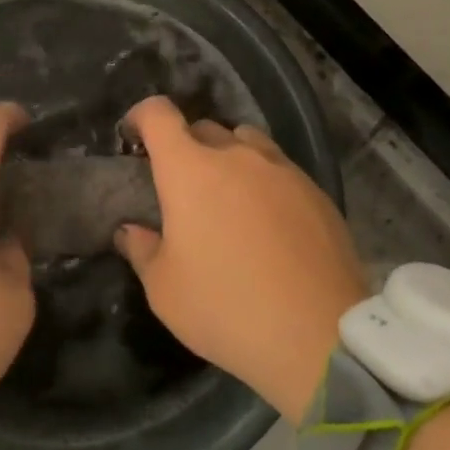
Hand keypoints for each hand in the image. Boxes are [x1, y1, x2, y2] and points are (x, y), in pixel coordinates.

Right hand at [115, 96, 368, 418]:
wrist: (319, 335)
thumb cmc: (226, 307)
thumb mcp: (165, 290)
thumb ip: (142, 250)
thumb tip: (130, 230)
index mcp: (189, 169)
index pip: (158, 115)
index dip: (141, 117)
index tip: (134, 138)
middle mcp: (235, 155)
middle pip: (203, 128)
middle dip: (185, 147)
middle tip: (181, 186)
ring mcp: (280, 168)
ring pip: (246, 142)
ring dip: (229, 157)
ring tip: (229, 196)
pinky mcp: (315, 190)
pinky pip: (279, 169)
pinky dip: (264, 181)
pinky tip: (268, 222)